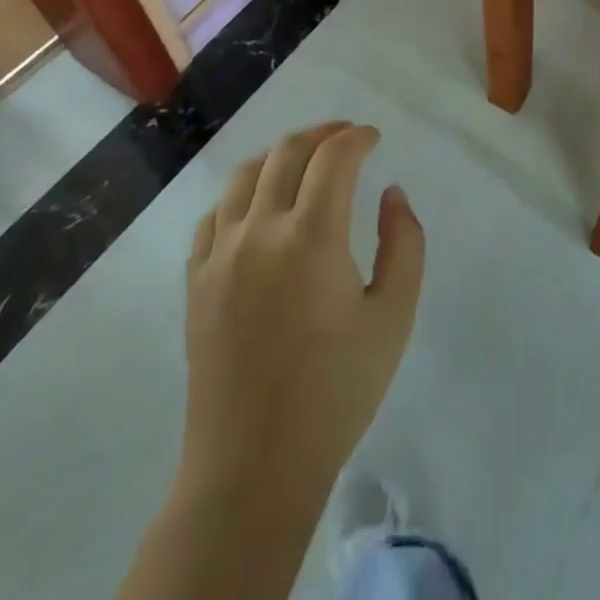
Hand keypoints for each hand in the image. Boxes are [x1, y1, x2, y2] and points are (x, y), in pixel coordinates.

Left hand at [181, 122, 424, 494]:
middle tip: (347, 138)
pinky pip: (214, 214)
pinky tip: (259, 207)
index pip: (334, 157)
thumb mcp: (394, 316)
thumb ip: (403, 242)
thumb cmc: (336, 391)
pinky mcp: (196, 281)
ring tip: (304, 161)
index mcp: (312, 237)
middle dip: (323, 133)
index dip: (357, 137)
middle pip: (287, 152)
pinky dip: (243, 193)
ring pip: (244, 174)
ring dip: (280, 155)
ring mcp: (220, 255)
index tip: (374, 139)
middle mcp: (260, 232)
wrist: (254, 466)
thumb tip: (390, 194)